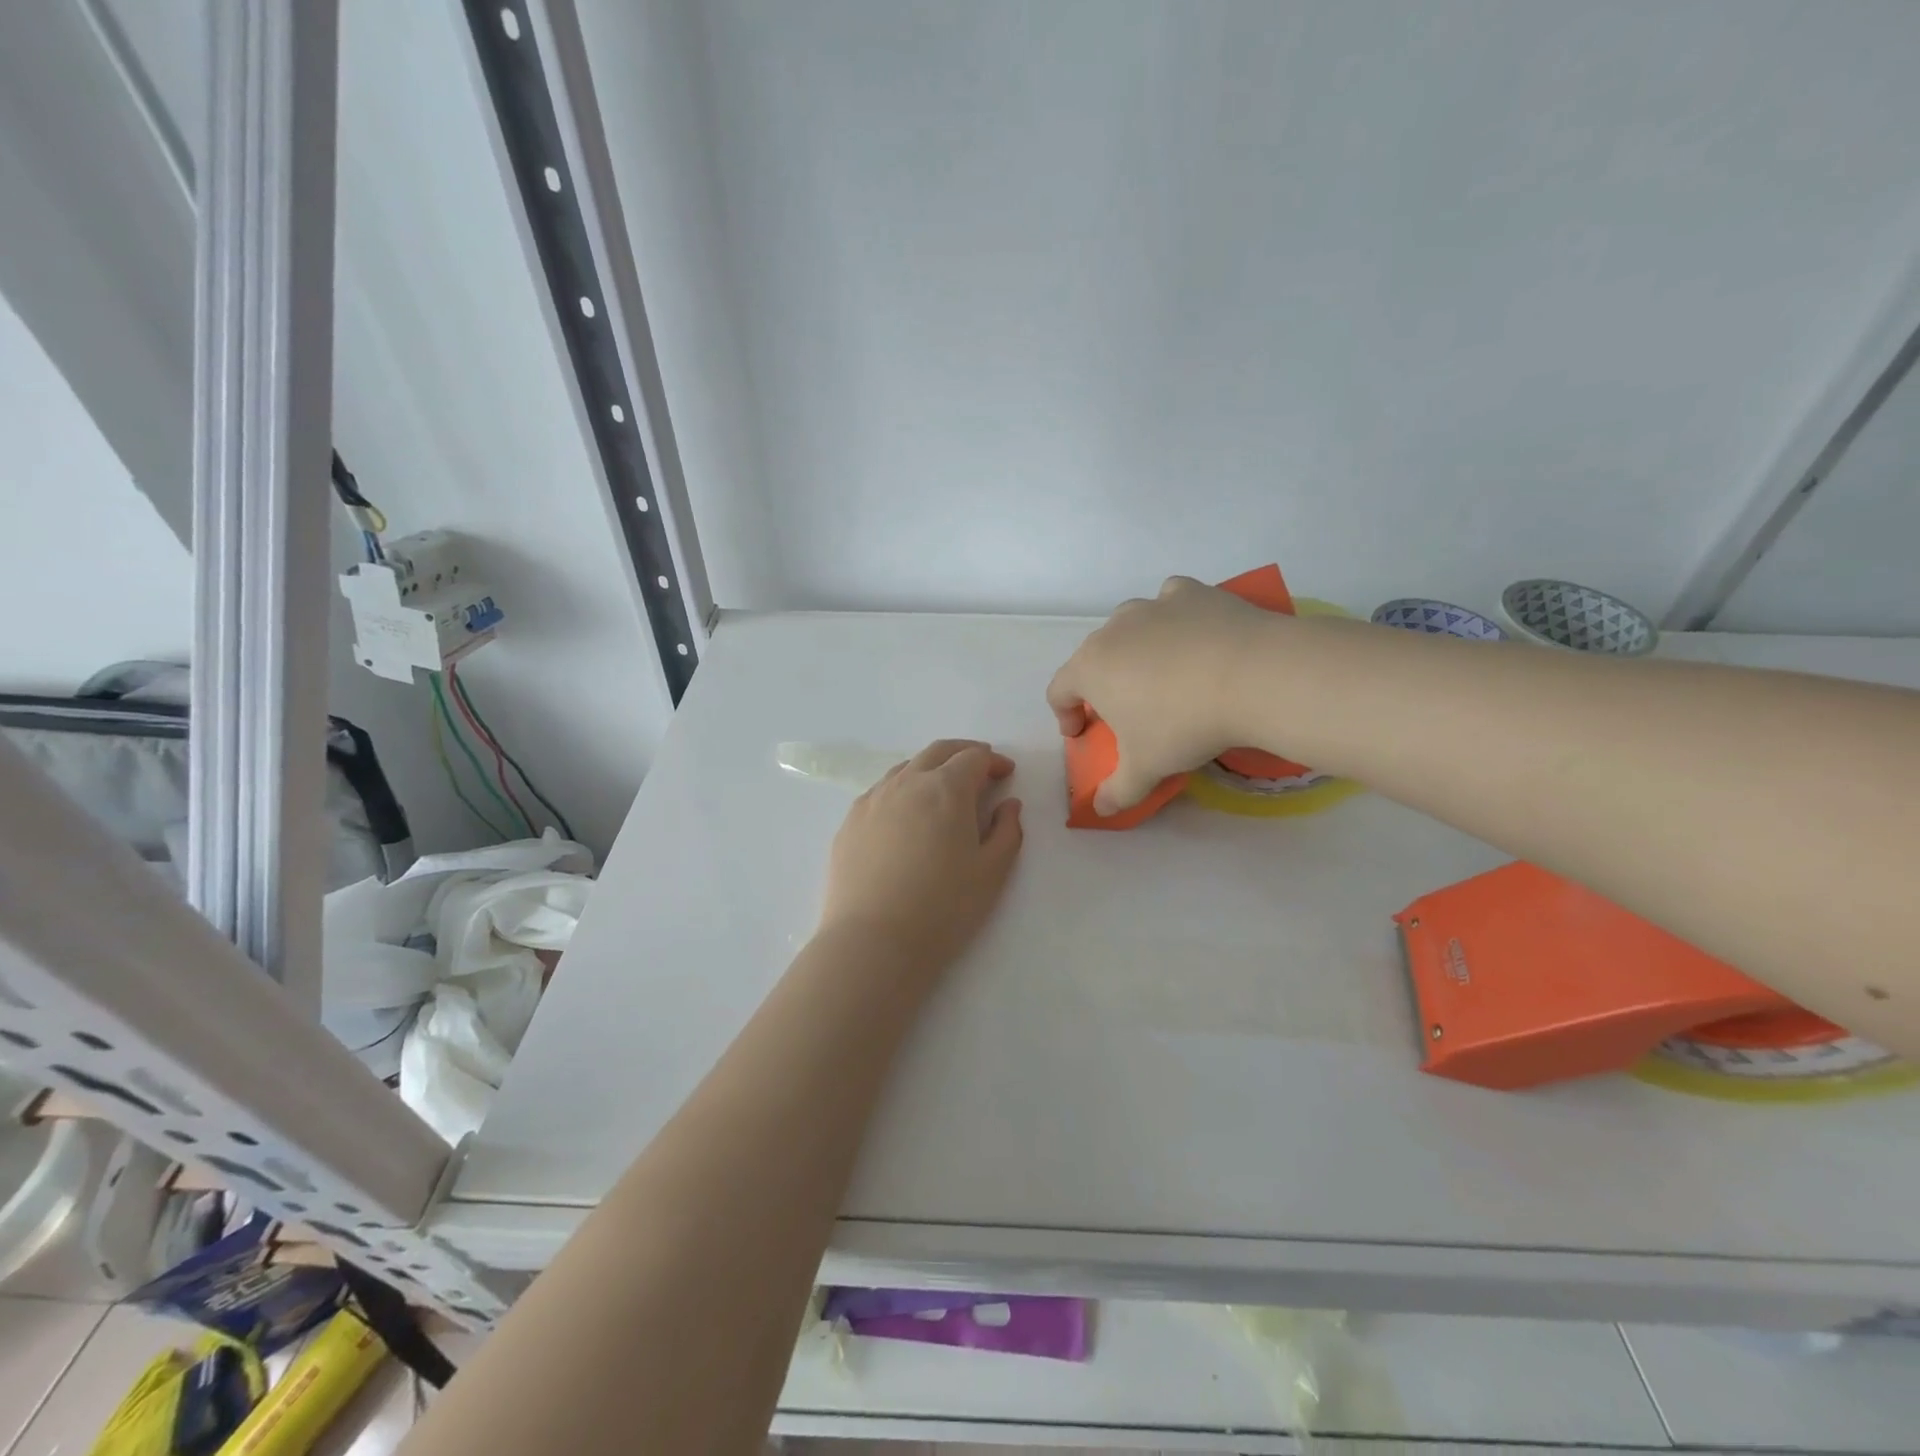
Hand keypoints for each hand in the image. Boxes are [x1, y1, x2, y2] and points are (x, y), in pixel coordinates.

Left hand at [817, 739, 1024, 969]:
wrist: (873, 941)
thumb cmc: (943, 907)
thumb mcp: (992, 872)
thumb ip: (1007, 831)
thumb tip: (1008, 804)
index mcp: (946, 789)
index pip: (974, 757)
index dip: (994, 761)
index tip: (1006, 773)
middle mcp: (907, 782)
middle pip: (938, 751)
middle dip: (963, 753)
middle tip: (979, 769)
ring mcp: (873, 799)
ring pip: (906, 767)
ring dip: (931, 769)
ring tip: (943, 790)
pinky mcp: (850, 821)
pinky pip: (882, 791)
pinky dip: (903, 789)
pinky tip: (907, 815)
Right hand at [1047, 576, 1284, 813]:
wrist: (1252, 676)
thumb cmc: (1182, 725)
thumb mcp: (1146, 768)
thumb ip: (1118, 791)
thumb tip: (1101, 809)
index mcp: (1090, 669)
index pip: (1059, 690)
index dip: (1064, 715)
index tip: (1081, 734)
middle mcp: (1113, 630)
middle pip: (1093, 657)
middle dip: (1102, 683)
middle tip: (1126, 711)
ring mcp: (1153, 606)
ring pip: (1130, 625)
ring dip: (1135, 648)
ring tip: (1162, 674)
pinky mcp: (1192, 593)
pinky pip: (1170, 601)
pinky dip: (1173, 618)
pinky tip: (1191, 635)